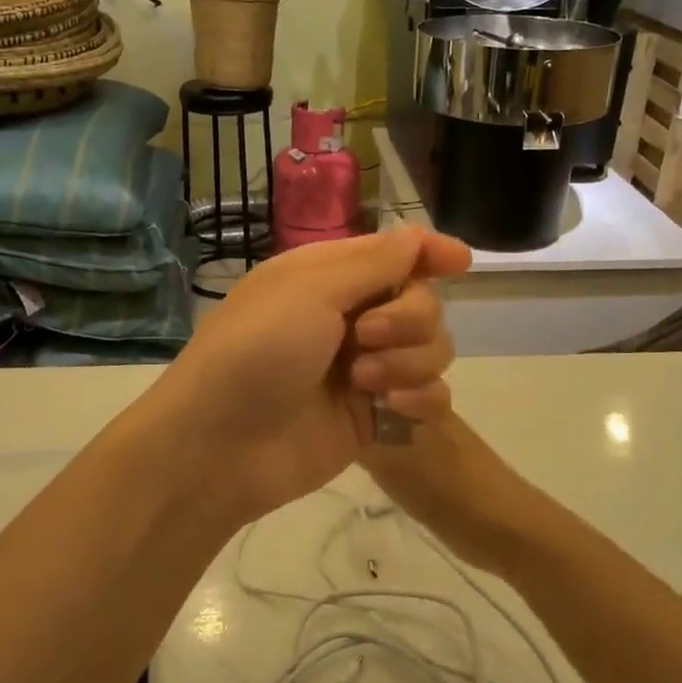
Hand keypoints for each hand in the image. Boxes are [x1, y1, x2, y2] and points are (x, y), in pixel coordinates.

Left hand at [148, 227, 470, 522]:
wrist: (221, 447)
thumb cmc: (256, 352)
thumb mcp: (310, 290)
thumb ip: (374, 263)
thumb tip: (418, 235)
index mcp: (329, 277)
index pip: (394, 253)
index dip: (430, 252)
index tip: (461, 263)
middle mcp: (351, 318)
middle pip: (423, 302)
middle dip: (409, 318)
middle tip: (365, 339)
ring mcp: (365, 368)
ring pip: (432, 349)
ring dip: (409, 362)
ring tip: (362, 384)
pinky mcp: (375, 416)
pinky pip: (429, 397)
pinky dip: (421, 400)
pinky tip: (393, 411)